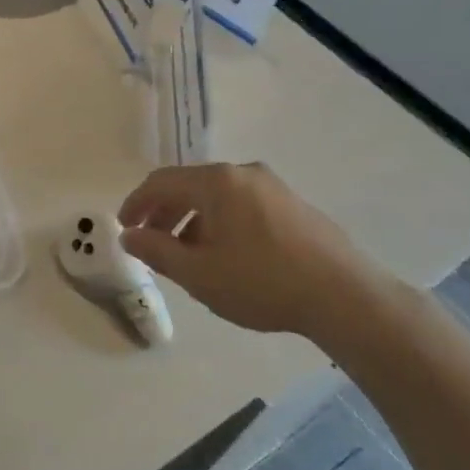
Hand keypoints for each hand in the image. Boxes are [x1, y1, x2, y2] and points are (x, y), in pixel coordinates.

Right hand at [117, 162, 406, 340]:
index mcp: (217, 181)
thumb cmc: (262, 282)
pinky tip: (225, 255)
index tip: (124, 228)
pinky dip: (220, 223)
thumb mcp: (198, 273)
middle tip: (151, 243)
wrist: (345, 296)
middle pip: (189, 185)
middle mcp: (243, 173)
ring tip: (187, 255)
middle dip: (164, 213)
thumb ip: (157, 250)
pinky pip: (242, 205)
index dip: (136, 203)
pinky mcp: (294, 205)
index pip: (161, 182)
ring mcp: (273, 187)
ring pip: (217, 197)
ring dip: (192, 221)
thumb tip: (130, 236)